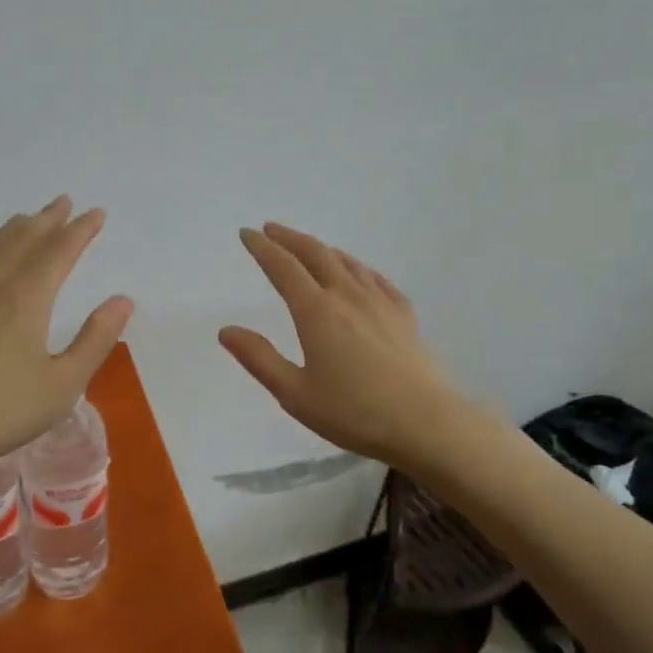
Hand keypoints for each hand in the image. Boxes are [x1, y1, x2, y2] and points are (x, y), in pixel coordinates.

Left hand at [0, 197, 133, 496]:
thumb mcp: (62, 384)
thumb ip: (95, 339)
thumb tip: (122, 299)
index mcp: (26, 299)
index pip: (59, 251)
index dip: (80, 230)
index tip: (96, 213)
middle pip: (23, 241)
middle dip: (47, 220)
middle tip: (64, 202)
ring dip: (14, 230)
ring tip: (27, 219)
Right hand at [219, 223, 466, 466]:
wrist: (426, 423)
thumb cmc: (354, 412)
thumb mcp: (295, 393)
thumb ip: (259, 358)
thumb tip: (226, 330)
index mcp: (316, 311)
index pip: (282, 267)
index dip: (262, 247)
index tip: (247, 233)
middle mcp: (346, 295)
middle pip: (315, 254)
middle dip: (289, 238)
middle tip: (271, 229)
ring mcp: (380, 302)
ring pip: (347, 262)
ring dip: (322, 249)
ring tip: (309, 247)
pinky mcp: (404, 316)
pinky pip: (376, 279)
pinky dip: (358, 268)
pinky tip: (359, 274)